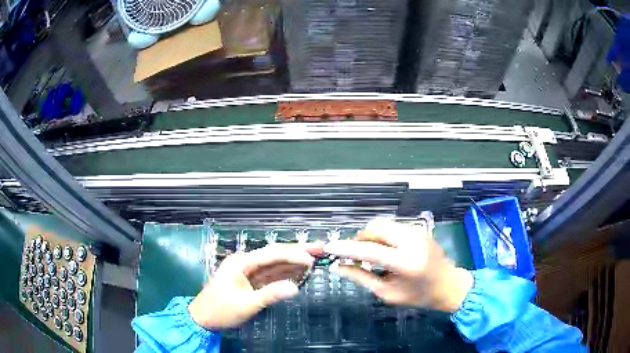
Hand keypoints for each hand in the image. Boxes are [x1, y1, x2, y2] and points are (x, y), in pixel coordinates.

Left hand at [188, 243, 322, 329]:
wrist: (203, 318)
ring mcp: (248, 272)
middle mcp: (245, 263)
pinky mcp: (250, 281)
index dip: (293, 254)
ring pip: (275, 264)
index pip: (272, 254)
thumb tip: (295, 288)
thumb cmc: (221, 310)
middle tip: (320, 248)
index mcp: (241, 263)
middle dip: (297, 251)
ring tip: (314, 258)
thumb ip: (270, 295)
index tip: (311, 259)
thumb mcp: (246, 304)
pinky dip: (285, 273)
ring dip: (294, 261)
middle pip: (275, 254)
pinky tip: (298, 272)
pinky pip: (271, 274)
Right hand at [324, 217, 473, 311]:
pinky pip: (392, 227)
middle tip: (357, 256)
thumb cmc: (419, 295)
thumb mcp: (388, 293)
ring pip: (383, 224)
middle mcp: (412, 241)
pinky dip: (382, 236)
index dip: (346, 248)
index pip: (369, 250)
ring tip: (373, 255)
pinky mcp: (418, 229)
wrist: (448, 284)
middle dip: (360, 239)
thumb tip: (338, 267)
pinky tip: (386, 251)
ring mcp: (417, 231)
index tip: (329, 247)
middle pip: (375, 227)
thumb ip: (362, 278)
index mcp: (406, 262)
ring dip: (371, 237)